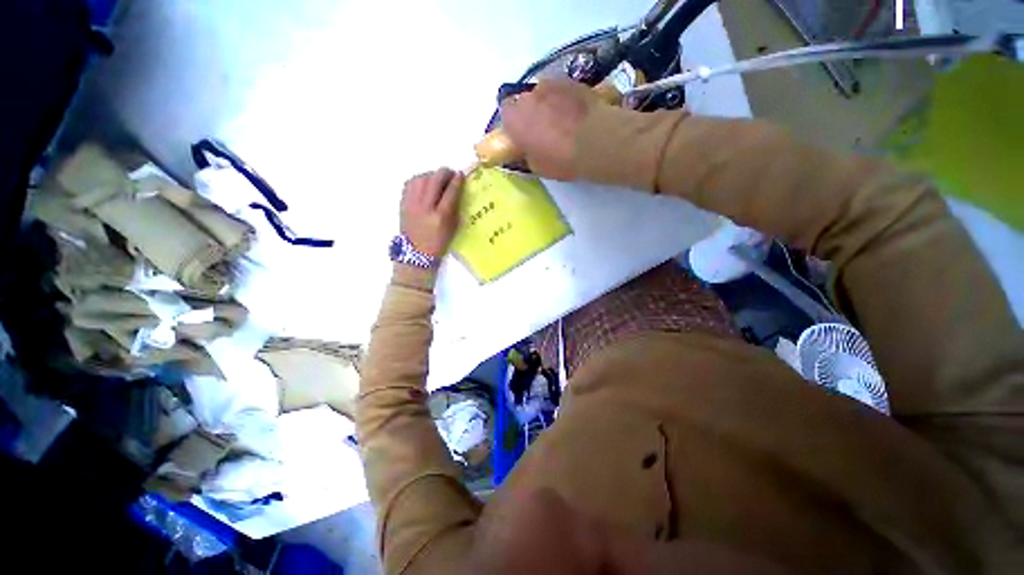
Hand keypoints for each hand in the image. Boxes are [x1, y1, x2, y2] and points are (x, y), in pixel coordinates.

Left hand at [401, 168, 463, 257]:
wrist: (416, 254)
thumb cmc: (439, 243)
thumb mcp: (453, 228)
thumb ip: (455, 208)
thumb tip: (457, 190)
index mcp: (440, 217)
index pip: (450, 192)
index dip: (457, 181)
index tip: (461, 175)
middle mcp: (425, 207)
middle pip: (434, 180)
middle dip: (444, 173)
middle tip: (451, 173)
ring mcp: (412, 204)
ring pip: (421, 178)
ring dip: (432, 174)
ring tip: (438, 178)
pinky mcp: (403, 203)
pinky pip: (410, 183)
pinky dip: (419, 179)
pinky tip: (425, 183)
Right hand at [500, 79, 599, 179]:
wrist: (596, 141)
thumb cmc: (561, 159)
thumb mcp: (537, 166)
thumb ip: (526, 152)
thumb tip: (528, 148)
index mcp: (515, 119)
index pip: (505, 113)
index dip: (513, 123)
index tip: (522, 135)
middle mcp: (528, 96)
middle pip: (525, 101)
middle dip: (531, 113)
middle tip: (543, 130)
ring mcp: (551, 84)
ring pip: (544, 93)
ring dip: (548, 104)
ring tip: (563, 121)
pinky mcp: (572, 80)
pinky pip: (562, 90)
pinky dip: (565, 99)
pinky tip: (576, 113)